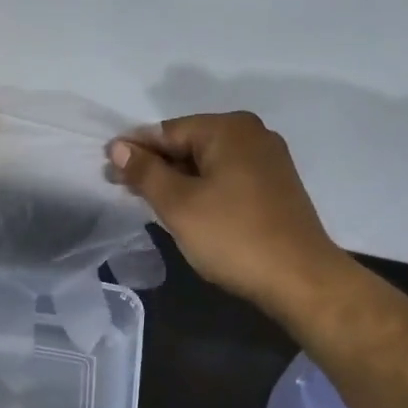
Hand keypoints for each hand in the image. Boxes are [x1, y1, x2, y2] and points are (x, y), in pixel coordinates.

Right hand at [107, 111, 346, 316]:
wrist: (300, 279)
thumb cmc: (233, 236)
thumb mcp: (178, 204)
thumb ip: (145, 172)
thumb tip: (118, 148)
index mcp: (230, 129)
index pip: (168, 131)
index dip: (135, 150)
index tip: (107, 170)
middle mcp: (253, 135)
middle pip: (189, 144)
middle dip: (155, 166)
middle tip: (123, 190)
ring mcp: (268, 161)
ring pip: (208, 164)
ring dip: (177, 181)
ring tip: (149, 203)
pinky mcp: (275, 188)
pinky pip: (226, 179)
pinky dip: (202, 190)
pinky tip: (186, 211)